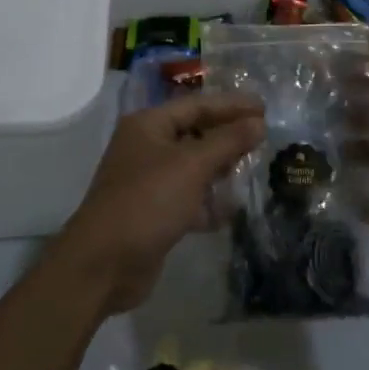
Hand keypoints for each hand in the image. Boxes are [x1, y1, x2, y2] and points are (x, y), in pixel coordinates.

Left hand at [56, 92, 265, 316]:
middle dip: (227, 136)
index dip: (231, 105)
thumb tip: (258, 122)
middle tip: (263, 136)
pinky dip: (208, 201)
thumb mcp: (192, 166)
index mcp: (149, 125)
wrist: (103, 265)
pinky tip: (232, 209)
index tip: (265, 107)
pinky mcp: (154, 212)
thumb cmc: (148, 202)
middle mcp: (147, 147)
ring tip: (252, 169)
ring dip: (220, 169)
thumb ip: (228, 141)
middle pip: (195, 133)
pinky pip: (189, 197)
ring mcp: (149, 181)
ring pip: (193, 167)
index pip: (197, 105)